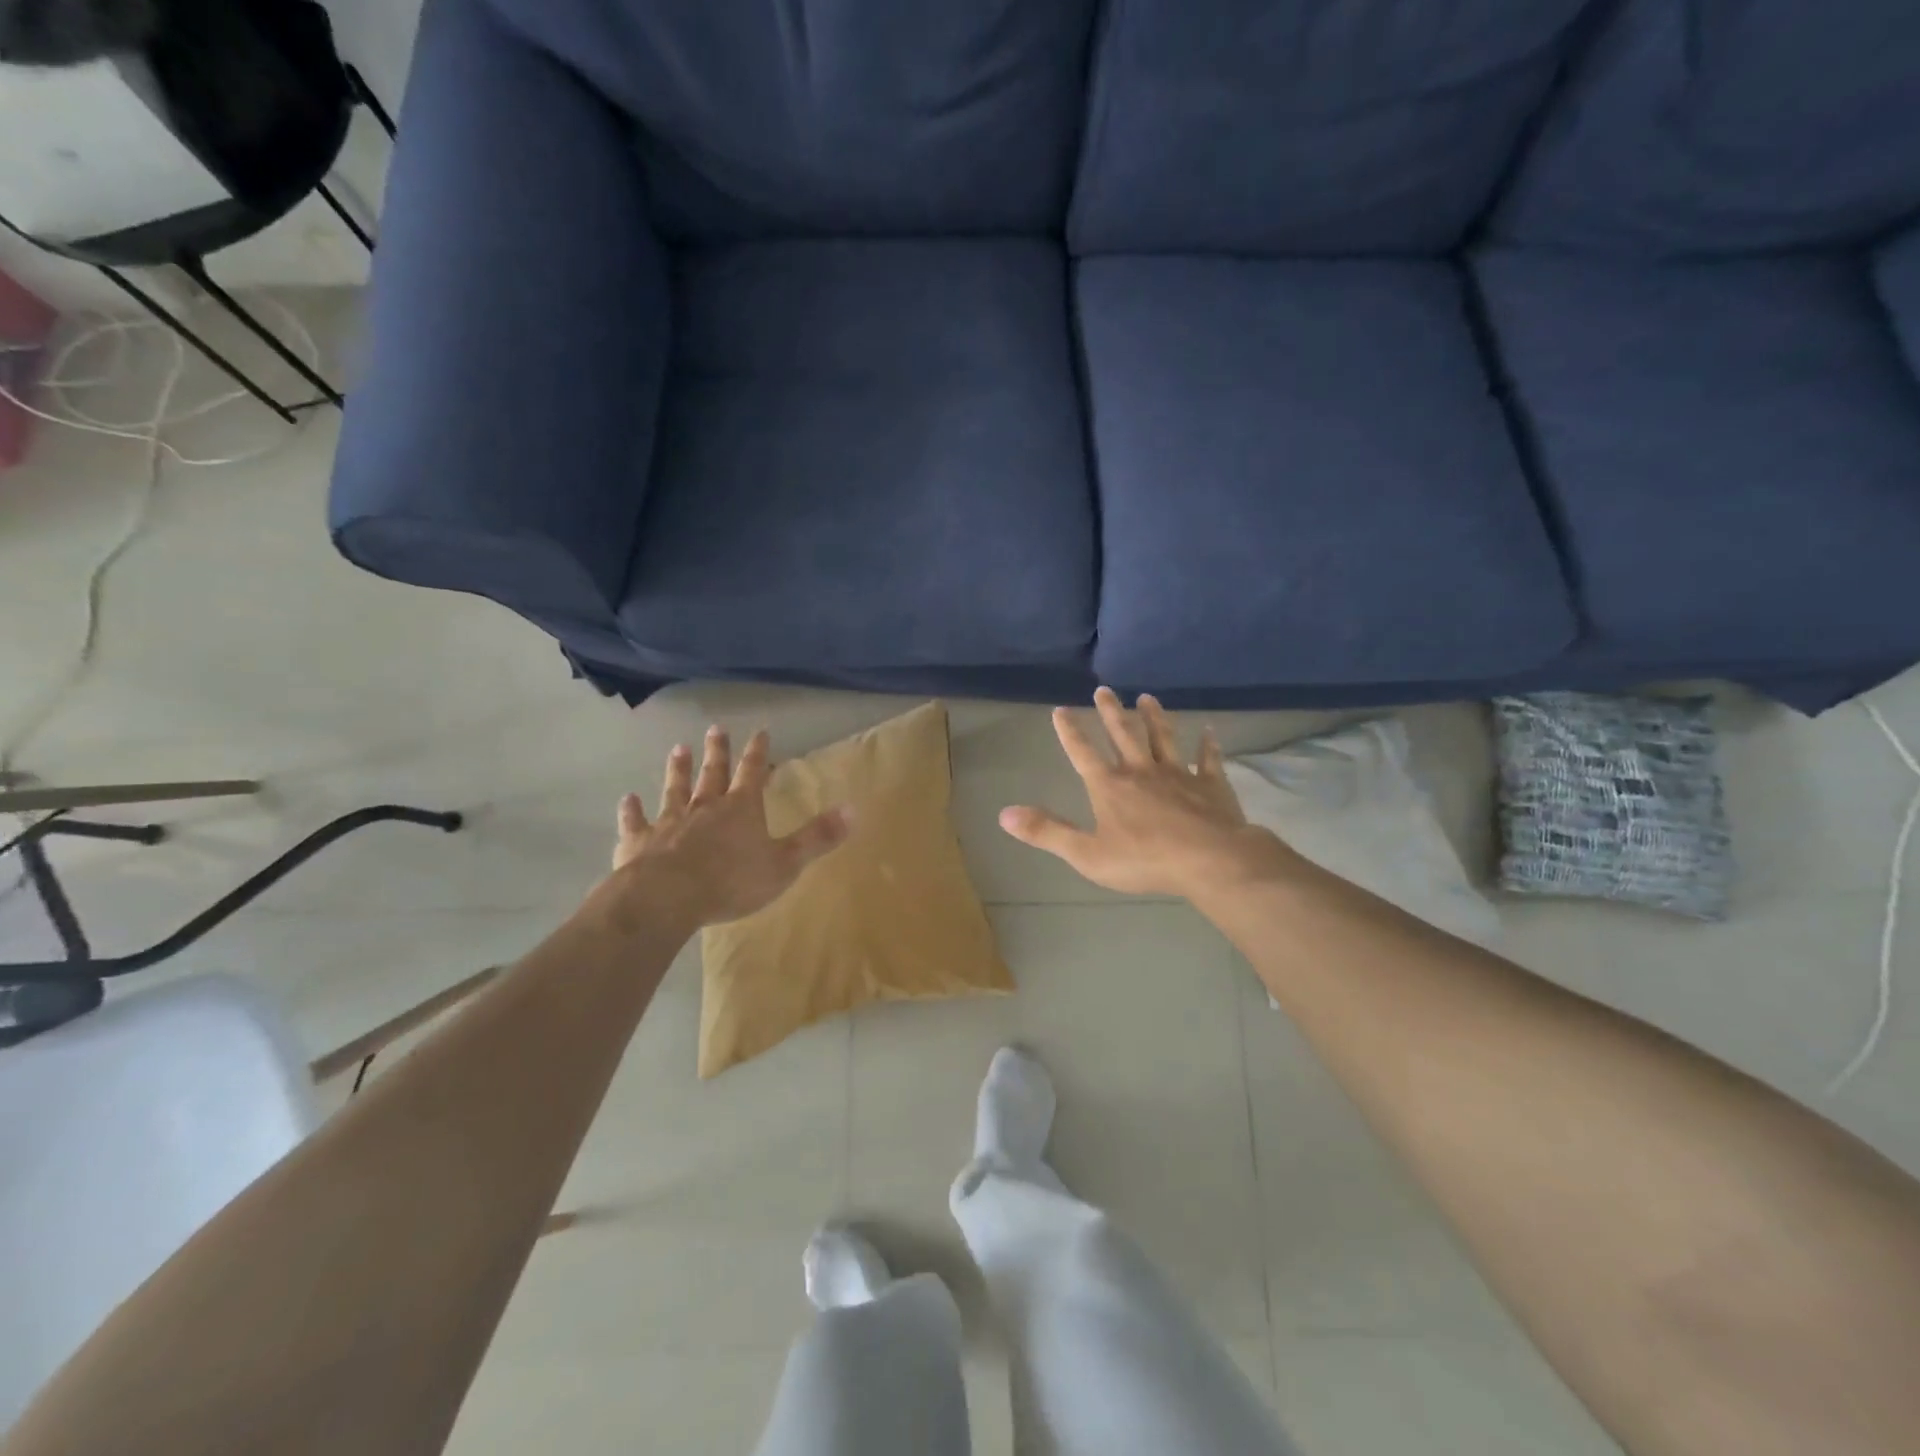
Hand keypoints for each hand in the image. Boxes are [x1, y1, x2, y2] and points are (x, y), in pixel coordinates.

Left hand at [606, 726, 851, 927]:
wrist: (667, 898)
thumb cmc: (731, 882)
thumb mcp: (786, 863)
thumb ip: (818, 837)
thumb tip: (854, 809)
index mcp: (741, 809)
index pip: (753, 772)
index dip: (758, 752)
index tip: (760, 731)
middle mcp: (705, 807)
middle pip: (712, 773)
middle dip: (718, 751)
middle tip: (716, 729)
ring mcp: (669, 822)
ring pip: (675, 790)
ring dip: (677, 770)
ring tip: (678, 749)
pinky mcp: (639, 842)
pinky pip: (636, 822)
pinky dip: (632, 810)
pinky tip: (628, 799)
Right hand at [999, 687, 1294, 899]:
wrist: (1208, 860)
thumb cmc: (1144, 860)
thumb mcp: (1086, 854)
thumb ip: (1047, 832)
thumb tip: (1004, 814)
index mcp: (1110, 787)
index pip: (1082, 753)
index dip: (1070, 732)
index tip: (1060, 709)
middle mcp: (1141, 771)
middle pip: (1123, 734)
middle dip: (1111, 712)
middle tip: (1104, 689)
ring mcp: (1178, 774)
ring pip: (1163, 738)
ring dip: (1154, 717)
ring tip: (1148, 698)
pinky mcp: (1209, 785)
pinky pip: (1208, 760)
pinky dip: (1208, 745)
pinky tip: (1210, 731)